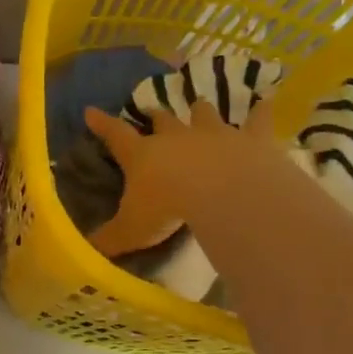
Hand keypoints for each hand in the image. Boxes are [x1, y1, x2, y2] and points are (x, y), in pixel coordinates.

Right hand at [82, 97, 282, 255]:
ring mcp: (215, 134)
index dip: (102, 124)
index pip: (115, 135)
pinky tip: (266, 101)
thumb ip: (109, 239)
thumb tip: (86, 252)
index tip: (91, 111)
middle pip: (163, 119)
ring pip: (204, 114)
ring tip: (200, 105)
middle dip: (156, 115)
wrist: (223, 194)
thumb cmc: (169, 208)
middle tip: (153, 111)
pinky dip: (261, 111)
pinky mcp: (251, 139)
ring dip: (200, 110)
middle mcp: (175, 137)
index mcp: (142, 155)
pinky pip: (257, 120)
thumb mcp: (131, 230)